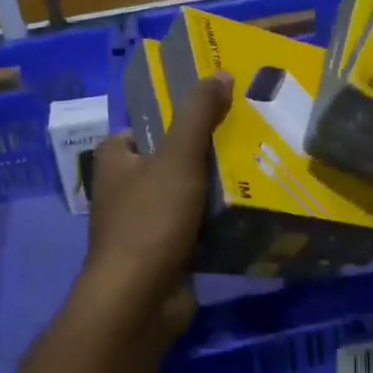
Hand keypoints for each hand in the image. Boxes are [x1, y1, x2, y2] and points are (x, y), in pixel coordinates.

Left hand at [80, 71, 232, 336]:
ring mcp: (143, 227)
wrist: (140, 299)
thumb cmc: (151, 219)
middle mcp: (123, 191)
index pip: (141, 128)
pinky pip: (195, 230)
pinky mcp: (164, 256)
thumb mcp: (177, 157)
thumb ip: (198, 115)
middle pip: (168, 162)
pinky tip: (249, 215)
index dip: (171, 118)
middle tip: (246, 139)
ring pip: (185, 197)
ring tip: (257, 171)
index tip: (211, 111)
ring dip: (214, 190)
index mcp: (115, 161)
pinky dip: (216, 225)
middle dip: (203, 154)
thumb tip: (220, 73)